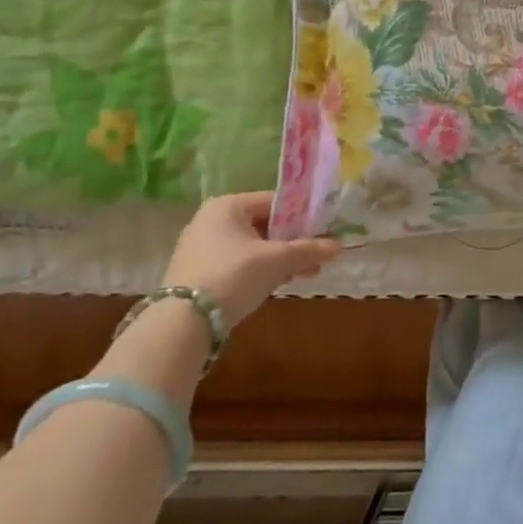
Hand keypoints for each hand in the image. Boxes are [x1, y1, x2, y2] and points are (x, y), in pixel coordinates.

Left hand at [162, 192, 338, 322]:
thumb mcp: (279, 260)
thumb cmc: (234, 275)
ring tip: (306, 273)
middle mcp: (211, 220)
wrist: (183, 321)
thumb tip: (339, 246)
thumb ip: (310, 249)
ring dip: (282, 258)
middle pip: (266, 225)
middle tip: (318, 255)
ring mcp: (201, 247)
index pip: (276, 202)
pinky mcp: (198, 271)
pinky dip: (262, 269)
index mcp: (228, 206)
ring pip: (254, 246)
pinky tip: (280, 283)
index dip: (304, 216)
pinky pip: (240, 262)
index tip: (324, 231)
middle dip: (295, 241)